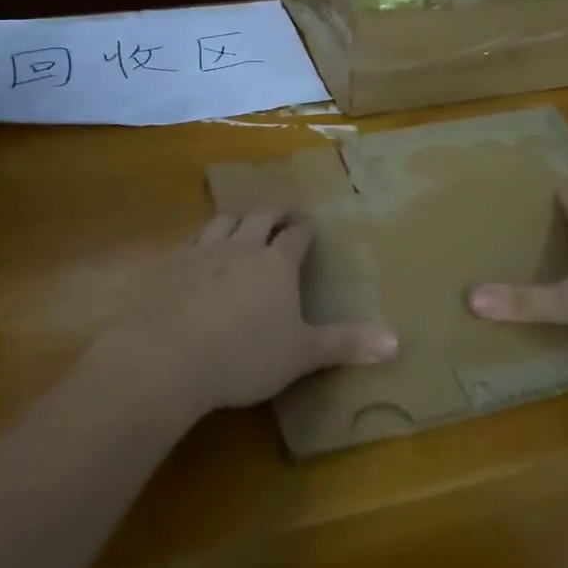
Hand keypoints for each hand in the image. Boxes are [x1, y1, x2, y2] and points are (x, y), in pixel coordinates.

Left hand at [105, 211, 398, 419]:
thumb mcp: (302, 355)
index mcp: (277, 263)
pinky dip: (200, 239)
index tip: (308, 230)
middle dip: (274, 211)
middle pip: (261, 215)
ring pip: (224, 220)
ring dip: (237, 218)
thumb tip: (397, 341)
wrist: (170, 356)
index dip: (304, 231)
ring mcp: (204, 251)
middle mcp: (242, 246)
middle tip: (282, 211)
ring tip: (242, 221)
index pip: (296, 235)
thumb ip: (346, 344)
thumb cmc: (245, 356)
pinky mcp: (172, 263)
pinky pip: (190, 240)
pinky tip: (196, 249)